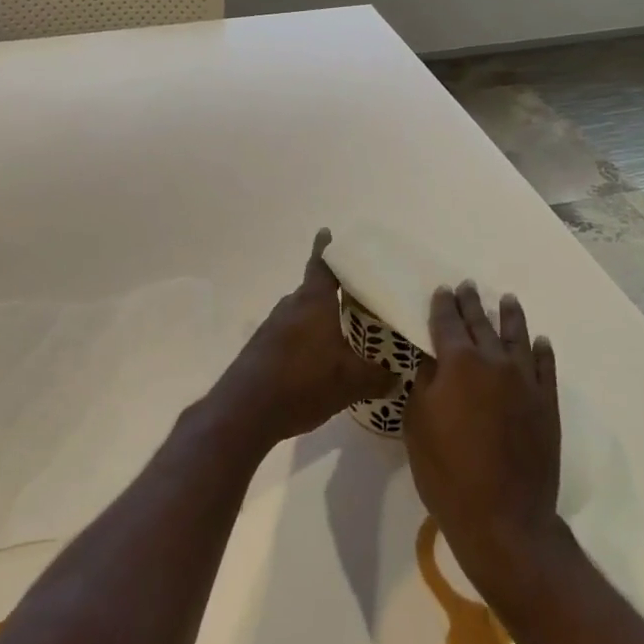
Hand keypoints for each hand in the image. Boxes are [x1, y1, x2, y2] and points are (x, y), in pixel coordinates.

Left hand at [211, 229, 397, 449]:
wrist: (244, 411)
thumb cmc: (302, 382)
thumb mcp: (350, 383)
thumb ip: (378, 377)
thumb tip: (398, 376)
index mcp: (313, 302)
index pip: (322, 265)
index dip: (326, 248)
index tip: (327, 232)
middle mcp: (291, 307)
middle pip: (312, 290)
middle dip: (331, 291)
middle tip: (355, 294)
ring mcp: (272, 328)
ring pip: (300, 314)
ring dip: (318, 318)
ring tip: (341, 330)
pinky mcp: (261, 350)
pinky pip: (289, 334)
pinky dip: (305, 339)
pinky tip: (317, 361)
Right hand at [405, 284, 561, 595]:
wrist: (504, 518)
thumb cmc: (448, 473)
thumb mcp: (417, 425)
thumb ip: (424, 384)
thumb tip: (432, 360)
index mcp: (458, 363)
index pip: (448, 323)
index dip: (444, 305)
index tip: (443, 290)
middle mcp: (493, 361)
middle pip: (480, 324)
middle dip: (472, 304)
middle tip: (468, 286)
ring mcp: (525, 381)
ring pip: (517, 336)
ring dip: (510, 316)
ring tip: (507, 300)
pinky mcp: (547, 403)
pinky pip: (545, 367)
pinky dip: (542, 351)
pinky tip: (540, 342)